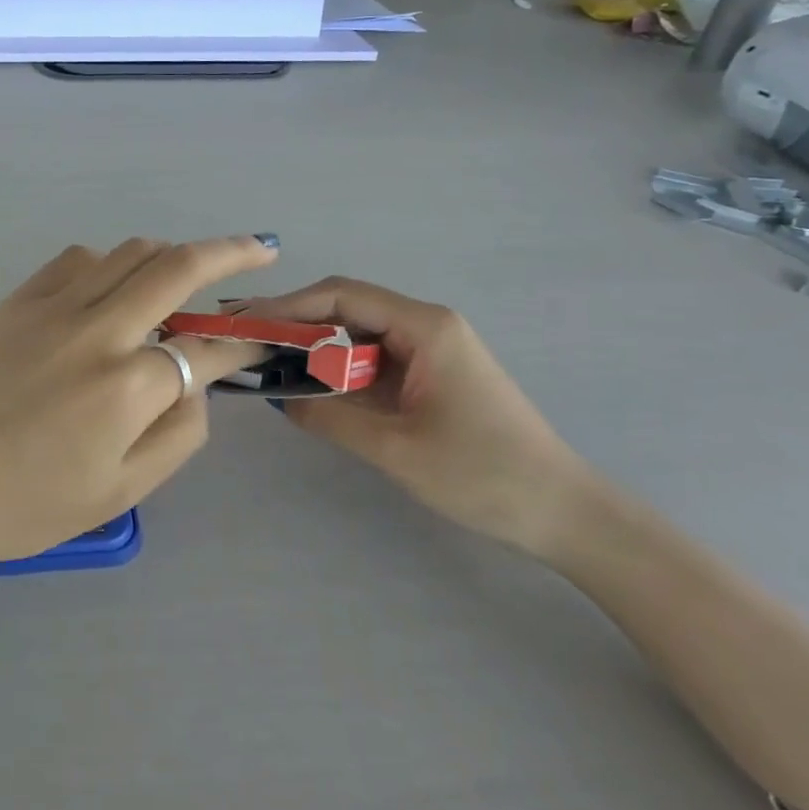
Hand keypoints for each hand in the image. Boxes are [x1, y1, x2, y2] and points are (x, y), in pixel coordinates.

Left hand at [0, 236, 279, 566]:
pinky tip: (109, 285)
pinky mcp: (18, 299)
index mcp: (128, 386)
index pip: (207, 349)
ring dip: (168, 254)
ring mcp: (54, 306)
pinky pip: (76, 258)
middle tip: (259, 246)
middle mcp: (98, 329)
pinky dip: (108, 262)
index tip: (257, 340)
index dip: (240, 343)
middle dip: (230, 251)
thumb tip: (197, 386)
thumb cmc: (24, 503)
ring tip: (184, 272)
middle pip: (177, 267)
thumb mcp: (119, 493)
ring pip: (129, 252)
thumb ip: (176, 435)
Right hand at [233, 279, 595, 556]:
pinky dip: (337, 368)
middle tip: (244, 337)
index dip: (288, 305)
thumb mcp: (395, 449)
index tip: (245, 322)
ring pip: (356, 333)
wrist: (564, 513)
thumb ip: (330, 417)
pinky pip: (372, 360)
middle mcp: (426, 325)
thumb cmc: (484, 475)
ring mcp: (430, 350)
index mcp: (425, 327)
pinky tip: (307, 383)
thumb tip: (276, 397)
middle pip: (346, 308)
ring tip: (264, 358)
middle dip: (293, 321)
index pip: (341, 295)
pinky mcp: (430, 375)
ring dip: (313, 346)